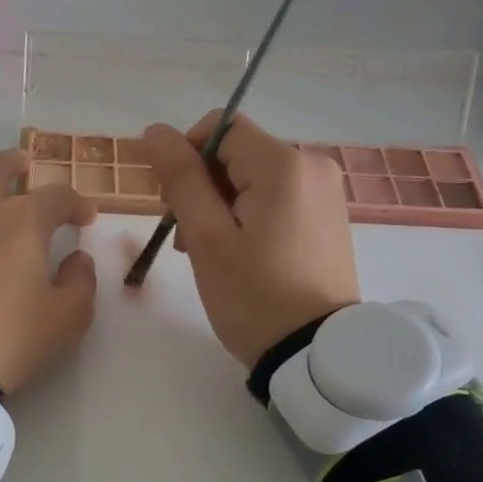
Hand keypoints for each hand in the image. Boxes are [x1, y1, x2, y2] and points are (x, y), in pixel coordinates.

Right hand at [140, 111, 358, 367]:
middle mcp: (312, 165)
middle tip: (187, 240)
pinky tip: (240, 255)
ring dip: (222, 205)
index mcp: (283, 164)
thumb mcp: (206, 237)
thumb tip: (155, 130)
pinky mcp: (328, 217)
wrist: (315, 354)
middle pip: (237, 153)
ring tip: (209, 254)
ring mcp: (325, 192)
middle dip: (202, 186)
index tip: (171, 202)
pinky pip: (276, 199)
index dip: (185, 155)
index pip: (219, 127)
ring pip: (253, 178)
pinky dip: (249, 216)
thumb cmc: (253, 295)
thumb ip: (180, 178)